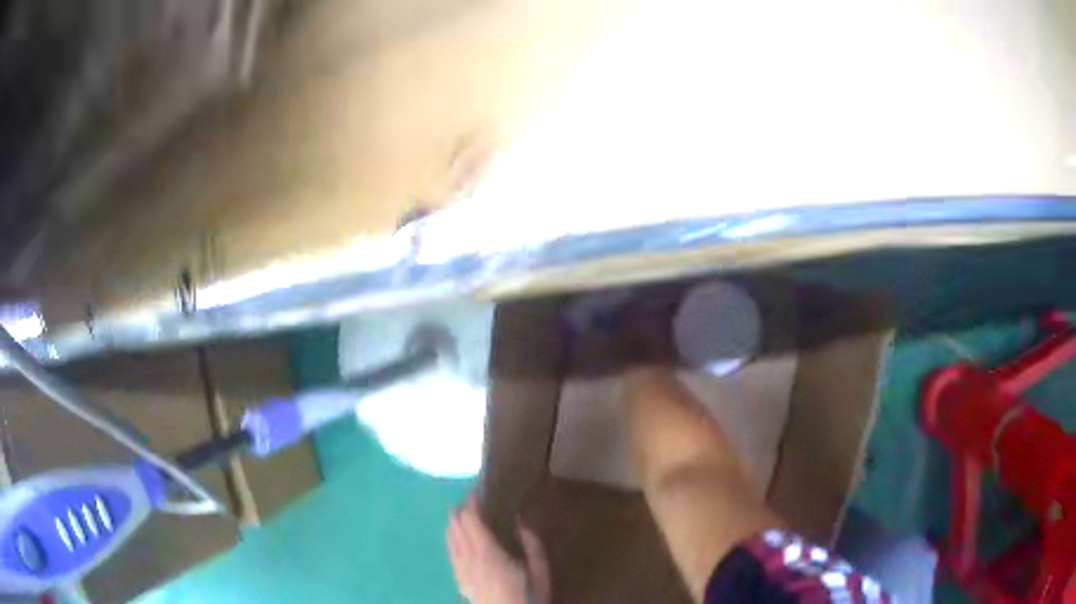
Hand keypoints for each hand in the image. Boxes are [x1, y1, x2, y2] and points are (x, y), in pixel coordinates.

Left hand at [447, 497, 550, 603]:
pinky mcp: (458, 580)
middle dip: (460, 509)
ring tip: (461, 514)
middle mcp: (468, 557)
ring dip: (454, 523)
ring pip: (449, 538)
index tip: (477, 491)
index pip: (471, 519)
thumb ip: (532, 545)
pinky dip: (452, 538)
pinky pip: (450, 552)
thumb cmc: (527, 595)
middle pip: (456, 526)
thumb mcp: (539, 571)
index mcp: (487, 551)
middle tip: (470, 499)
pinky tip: (456, 538)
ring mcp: (460, 569)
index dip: (471, 503)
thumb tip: (522, 521)